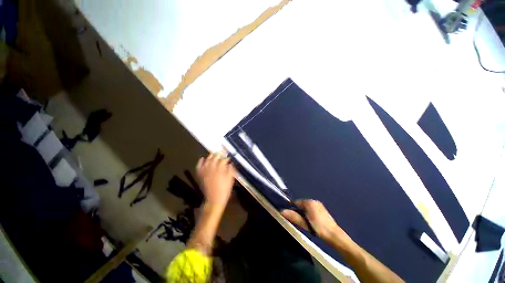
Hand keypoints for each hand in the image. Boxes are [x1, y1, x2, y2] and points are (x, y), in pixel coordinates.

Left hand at [196, 152, 235, 208]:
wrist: (214, 199)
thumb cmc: (225, 189)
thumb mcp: (230, 179)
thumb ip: (230, 170)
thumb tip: (230, 163)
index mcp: (220, 169)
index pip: (223, 160)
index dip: (226, 157)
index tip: (229, 157)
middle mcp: (212, 168)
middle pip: (215, 158)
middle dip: (219, 154)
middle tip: (222, 152)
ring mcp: (205, 171)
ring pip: (207, 160)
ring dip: (210, 156)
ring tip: (213, 153)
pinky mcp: (201, 175)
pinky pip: (199, 166)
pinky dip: (200, 162)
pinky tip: (202, 158)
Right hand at [281, 199, 346, 243]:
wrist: (334, 235)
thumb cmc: (318, 228)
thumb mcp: (304, 223)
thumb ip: (293, 216)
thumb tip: (282, 211)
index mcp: (308, 202)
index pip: (296, 202)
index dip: (292, 208)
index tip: (292, 216)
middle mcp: (313, 200)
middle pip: (301, 204)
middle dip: (299, 211)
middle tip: (300, 221)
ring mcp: (318, 204)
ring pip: (306, 206)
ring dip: (304, 212)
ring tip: (306, 222)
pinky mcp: (322, 208)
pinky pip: (312, 208)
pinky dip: (309, 212)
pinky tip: (312, 221)